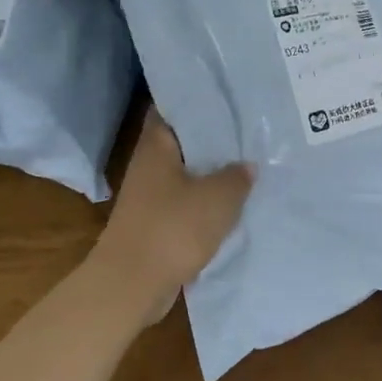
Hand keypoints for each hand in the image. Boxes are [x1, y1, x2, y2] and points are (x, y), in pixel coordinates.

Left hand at [90, 108, 253, 320]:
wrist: (130, 286)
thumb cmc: (172, 229)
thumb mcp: (218, 198)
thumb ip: (237, 176)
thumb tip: (246, 165)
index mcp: (156, 146)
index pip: (173, 106)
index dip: (199, 98)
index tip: (230, 94)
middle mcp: (149, 165)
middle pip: (183, 141)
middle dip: (214, 137)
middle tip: (251, 127)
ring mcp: (150, 196)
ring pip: (187, 174)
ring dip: (213, 172)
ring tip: (250, 163)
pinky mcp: (156, 223)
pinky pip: (186, 203)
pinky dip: (207, 202)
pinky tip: (235, 203)